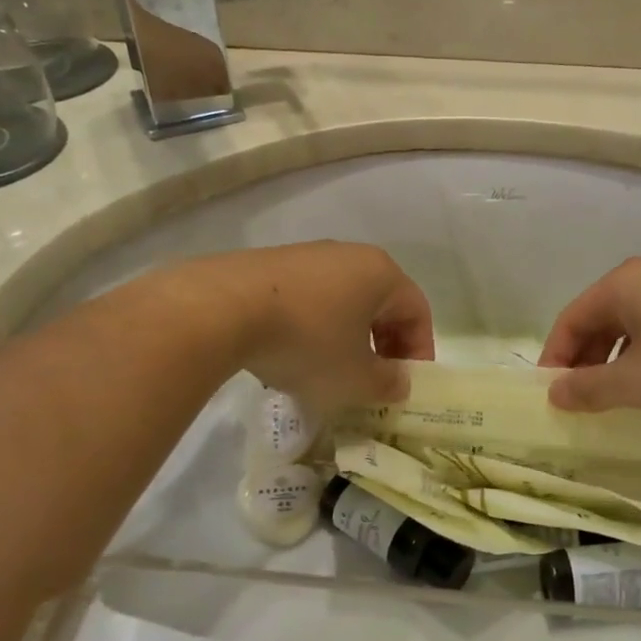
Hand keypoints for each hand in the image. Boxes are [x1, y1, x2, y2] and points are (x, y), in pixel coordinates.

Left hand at [170, 243, 433, 409]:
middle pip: (380, 303)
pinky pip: (307, 300)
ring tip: (328, 375)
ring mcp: (307, 256)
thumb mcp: (354, 378)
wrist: (221, 309)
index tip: (405, 386)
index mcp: (381, 273)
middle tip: (372, 382)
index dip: (418, 352)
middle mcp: (349, 255)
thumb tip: (398, 383)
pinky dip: (311, 328)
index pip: (417, 311)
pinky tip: (290, 356)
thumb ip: (386, 384)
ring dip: (345, 339)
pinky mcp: (269, 265)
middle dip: (381, 346)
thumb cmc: (307, 342)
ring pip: (342, 301)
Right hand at [538, 258, 640, 435]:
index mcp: (624, 286)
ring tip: (630, 420)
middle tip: (587, 409)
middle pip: (605, 329)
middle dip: (595, 372)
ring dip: (630, 382)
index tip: (551, 398)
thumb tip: (554, 393)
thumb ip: (589, 389)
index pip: (571, 320)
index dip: (556, 359)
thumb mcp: (637, 382)